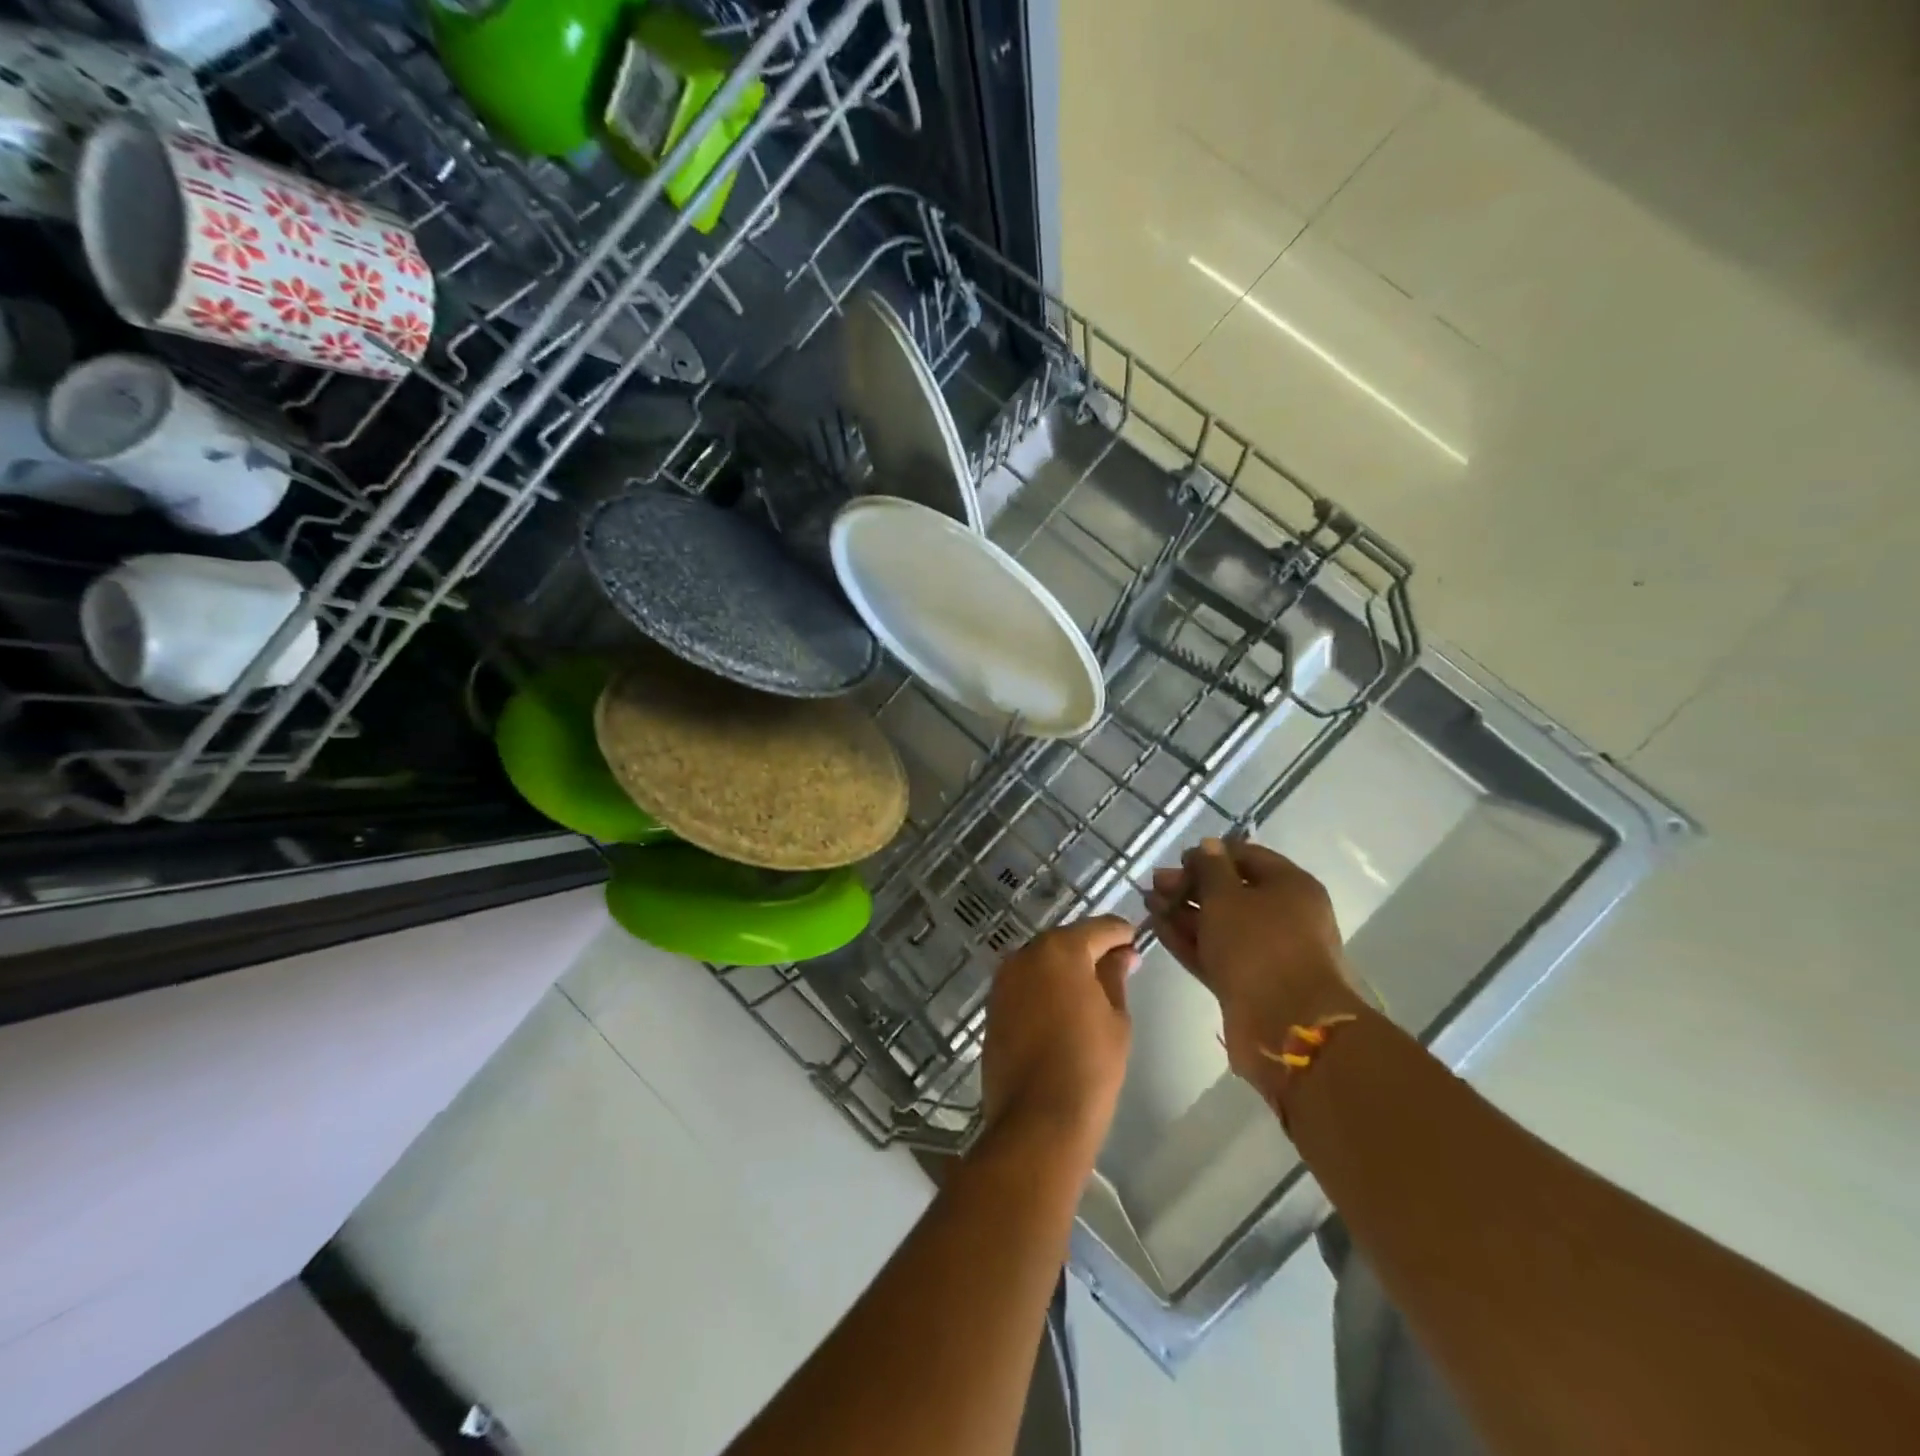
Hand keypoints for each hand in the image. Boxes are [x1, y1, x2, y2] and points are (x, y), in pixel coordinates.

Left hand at [981, 916, 1136, 1162]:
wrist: (1037, 1119)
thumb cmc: (1089, 1066)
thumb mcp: (1115, 1018)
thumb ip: (1115, 977)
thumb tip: (1123, 954)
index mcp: (1061, 950)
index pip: (1098, 928)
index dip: (1120, 933)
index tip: (1135, 940)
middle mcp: (1026, 954)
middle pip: (1065, 941)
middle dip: (1090, 948)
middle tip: (1117, 964)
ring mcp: (1004, 980)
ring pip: (1041, 961)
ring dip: (1064, 967)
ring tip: (1091, 988)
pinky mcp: (993, 1005)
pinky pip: (1025, 984)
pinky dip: (1044, 987)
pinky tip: (1062, 1006)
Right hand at [1144, 839, 1363, 1081]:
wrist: (1287, 1026)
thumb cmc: (1259, 946)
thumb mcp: (1227, 896)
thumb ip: (1211, 868)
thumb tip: (1208, 846)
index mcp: (1290, 886)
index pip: (1247, 856)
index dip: (1211, 854)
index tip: (1179, 860)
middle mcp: (1283, 915)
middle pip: (1231, 891)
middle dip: (1191, 885)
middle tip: (1156, 883)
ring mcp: (1265, 952)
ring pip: (1220, 923)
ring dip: (1184, 912)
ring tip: (1149, 904)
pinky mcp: (1248, 981)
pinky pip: (1215, 951)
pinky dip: (1189, 939)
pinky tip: (1158, 928)